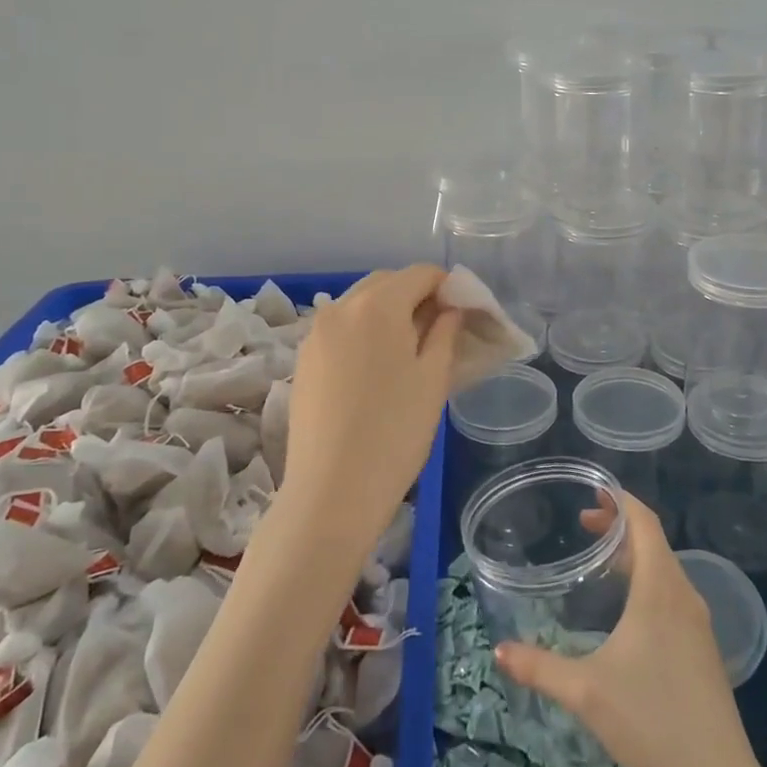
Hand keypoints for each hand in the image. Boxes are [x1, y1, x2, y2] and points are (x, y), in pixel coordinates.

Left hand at [282, 265, 461, 552]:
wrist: (332, 492)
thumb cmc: (396, 432)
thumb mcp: (433, 378)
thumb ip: (445, 331)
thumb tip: (450, 308)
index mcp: (377, 305)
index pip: (420, 274)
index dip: (447, 286)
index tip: (463, 313)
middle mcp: (340, 307)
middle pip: (386, 283)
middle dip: (415, 295)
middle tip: (439, 331)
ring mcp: (315, 334)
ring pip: (359, 304)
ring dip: (387, 313)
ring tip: (407, 351)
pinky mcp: (303, 360)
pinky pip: (340, 329)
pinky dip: (362, 333)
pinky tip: (375, 370)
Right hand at [495, 492, 757, 766]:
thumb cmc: (652, 722)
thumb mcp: (586, 692)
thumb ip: (540, 668)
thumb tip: (499, 651)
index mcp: (660, 589)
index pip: (645, 522)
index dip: (620, 500)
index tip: (592, 492)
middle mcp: (683, 595)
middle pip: (653, 541)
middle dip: (619, 526)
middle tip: (582, 525)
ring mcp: (697, 624)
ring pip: (664, 569)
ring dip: (633, 555)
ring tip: (599, 562)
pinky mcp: (702, 649)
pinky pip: (672, 594)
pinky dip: (646, 582)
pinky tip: (625, 611)